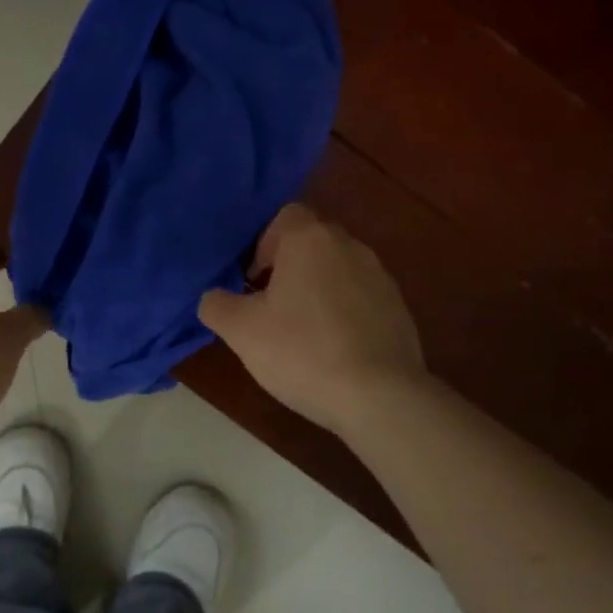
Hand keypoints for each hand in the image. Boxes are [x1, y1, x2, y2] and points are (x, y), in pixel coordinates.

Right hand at [198, 204, 426, 435]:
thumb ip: (216, 304)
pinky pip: (359, 298)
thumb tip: (214, 298)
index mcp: (310, 239)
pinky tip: (332, 349)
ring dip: (316, 290)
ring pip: (337, 270)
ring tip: (300, 332)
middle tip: (269, 306)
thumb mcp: (241, 331)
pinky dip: (342, 313)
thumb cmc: (302, 351)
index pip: (284, 215)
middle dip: (288, 267)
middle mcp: (349, 245)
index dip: (263, 244)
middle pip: (311, 242)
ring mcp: (380, 276)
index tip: (253, 280)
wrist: (379, 396)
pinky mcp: (398, 308)